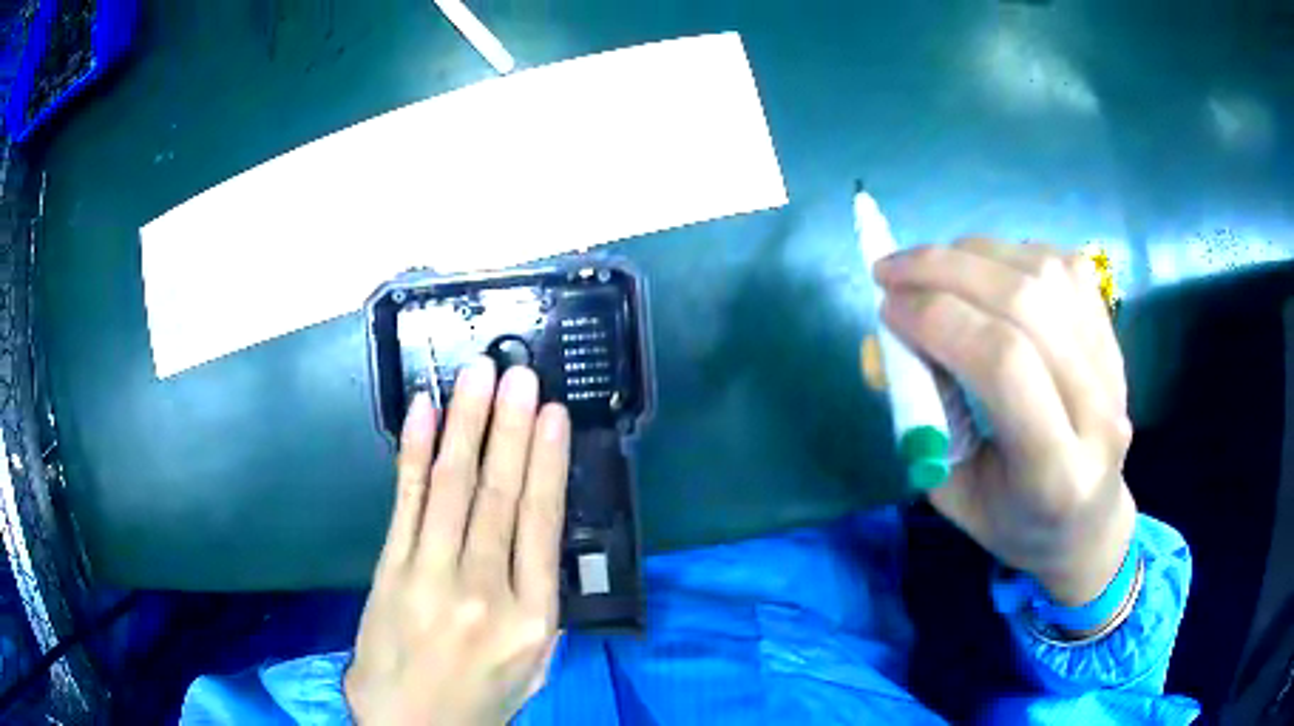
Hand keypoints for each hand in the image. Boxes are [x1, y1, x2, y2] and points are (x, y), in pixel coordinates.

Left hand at [344, 357, 571, 724]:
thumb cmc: (480, 700)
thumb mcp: (535, 667)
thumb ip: (543, 610)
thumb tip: (539, 545)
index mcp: (531, 618)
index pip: (541, 523)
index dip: (546, 461)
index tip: (551, 414)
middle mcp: (484, 589)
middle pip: (498, 494)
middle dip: (508, 426)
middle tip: (517, 373)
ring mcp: (430, 575)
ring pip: (452, 487)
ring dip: (466, 424)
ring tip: (479, 375)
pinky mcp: (390, 569)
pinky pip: (405, 501)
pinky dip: (414, 454)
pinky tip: (424, 412)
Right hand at [874, 238, 1135, 606]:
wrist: (1089, 519)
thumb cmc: (1015, 520)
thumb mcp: (951, 492)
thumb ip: (917, 419)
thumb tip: (882, 345)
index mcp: (1055, 472)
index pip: (1003, 365)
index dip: (938, 319)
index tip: (886, 308)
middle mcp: (1096, 409)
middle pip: (1026, 304)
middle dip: (946, 271)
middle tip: (891, 271)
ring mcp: (1112, 364)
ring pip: (1044, 274)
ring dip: (974, 255)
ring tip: (931, 268)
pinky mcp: (1113, 334)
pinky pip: (1061, 266)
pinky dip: (1010, 255)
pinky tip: (983, 271)